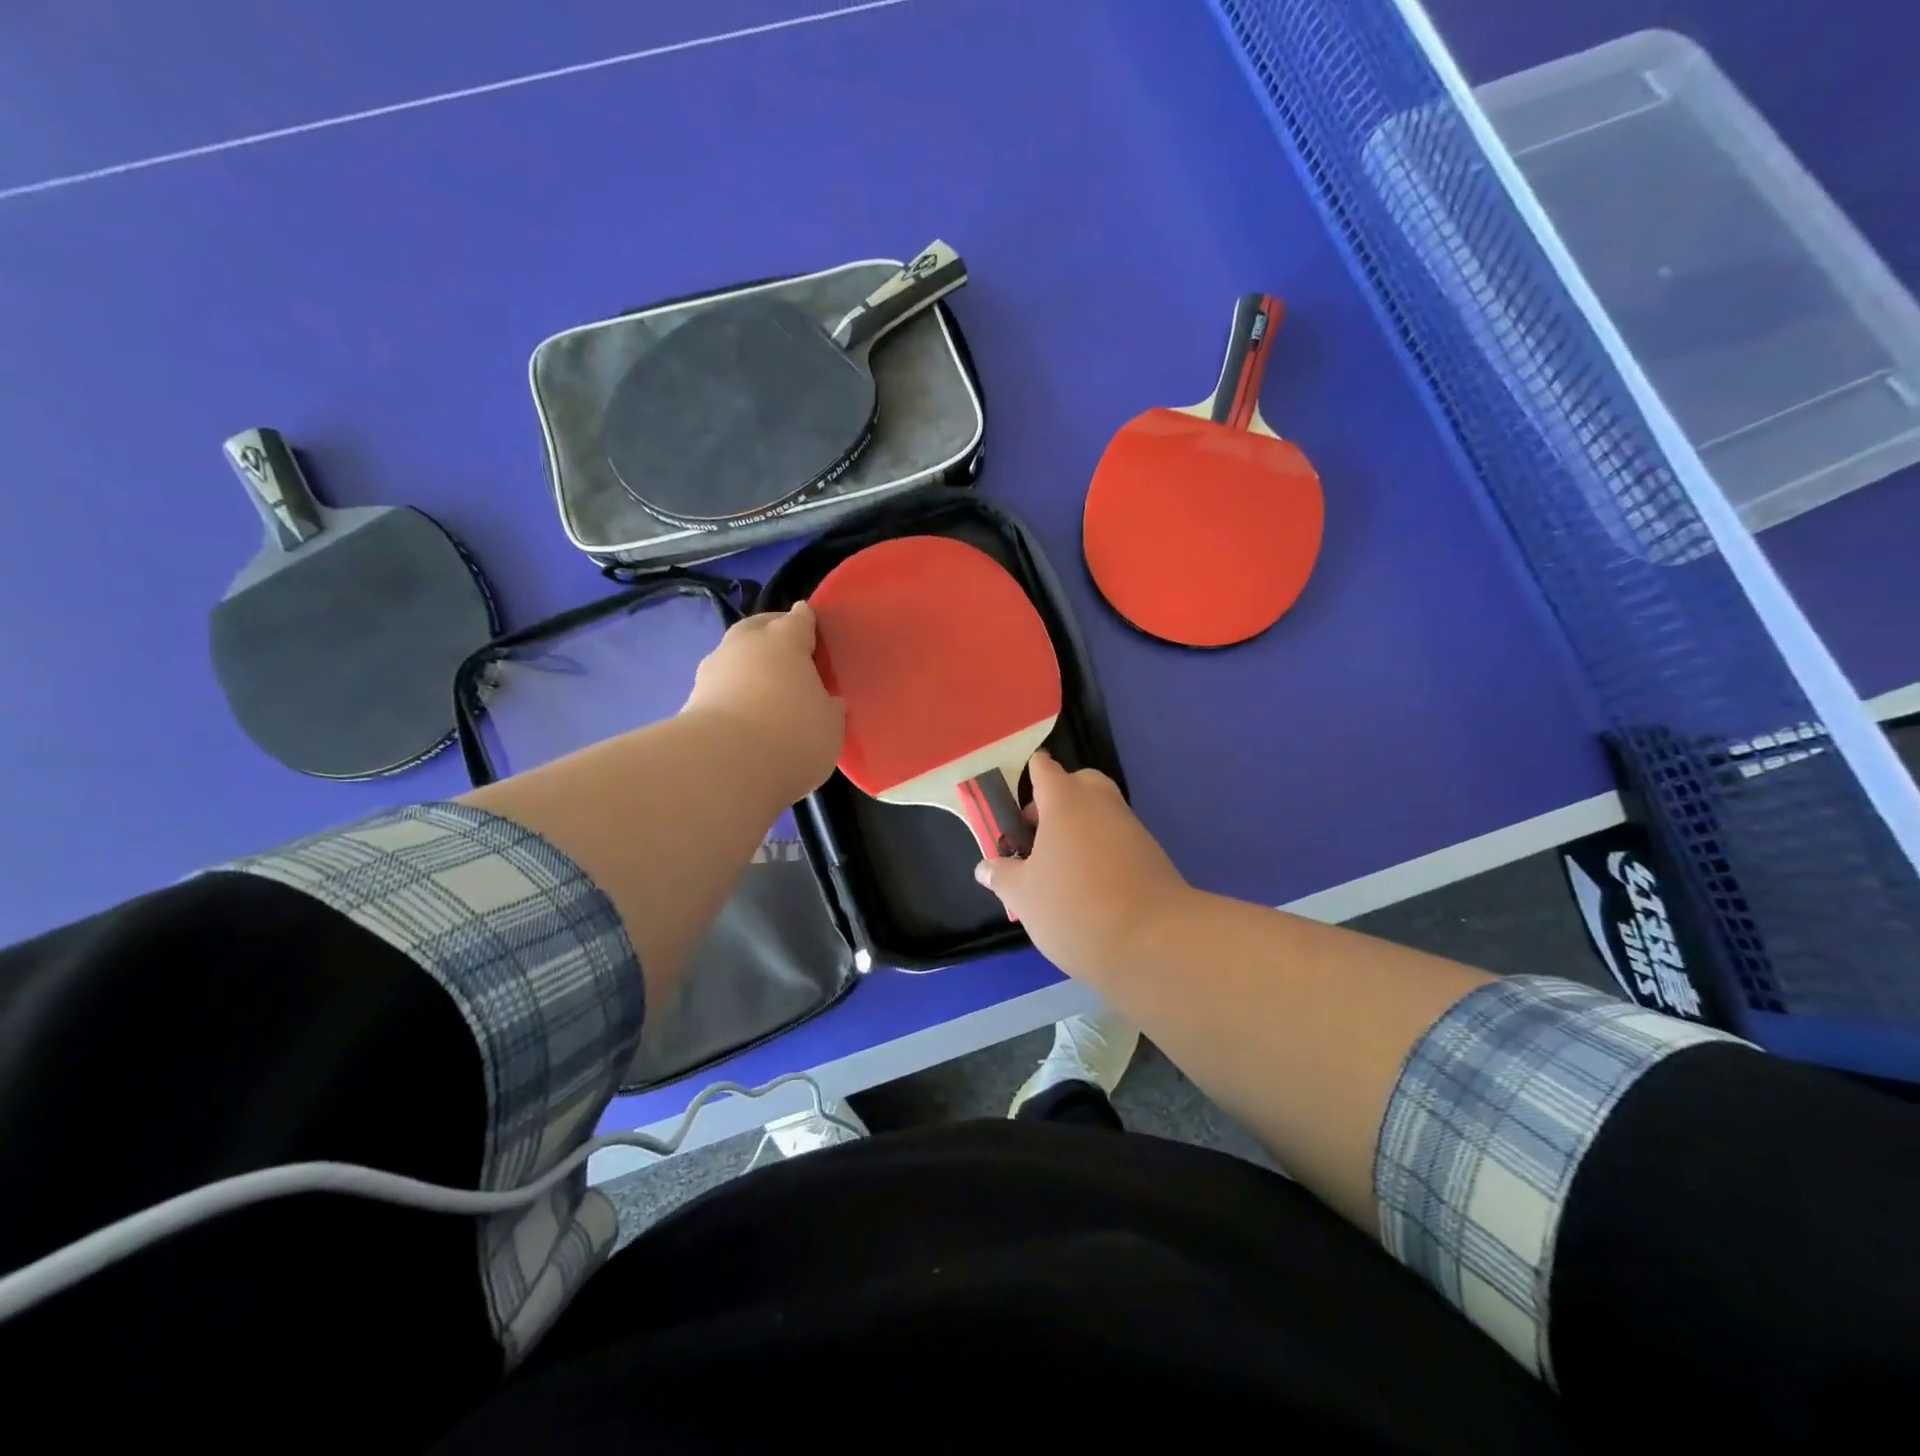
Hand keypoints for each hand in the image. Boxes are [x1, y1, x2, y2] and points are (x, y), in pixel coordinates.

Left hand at [683, 603, 845, 804]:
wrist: (723, 767)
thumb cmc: (792, 734)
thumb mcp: (830, 725)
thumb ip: (829, 707)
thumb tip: (825, 701)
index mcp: (784, 638)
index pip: (800, 618)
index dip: (809, 624)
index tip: (816, 635)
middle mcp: (744, 643)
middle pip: (759, 628)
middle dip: (772, 637)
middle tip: (791, 662)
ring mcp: (712, 670)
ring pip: (735, 658)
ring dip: (748, 669)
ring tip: (765, 695)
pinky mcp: (691, 700)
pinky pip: (720, 690)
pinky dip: (731, 698)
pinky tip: (744, 719)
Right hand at [974, 751, 1192, 985]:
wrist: (1153, 942)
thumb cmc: (1074, 907)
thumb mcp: (1023, 896)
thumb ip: (1002, 875)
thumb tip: (985, 867)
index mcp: (1066, 800)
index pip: (1043, 768)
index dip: (1027, 777)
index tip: (1013, 802)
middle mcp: (1101, 803)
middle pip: (1078, 784)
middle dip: (1057, 801)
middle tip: (1037, 836)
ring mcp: (1131, 827)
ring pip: (1100, 813)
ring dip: (1080, 829)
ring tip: (1059, 870)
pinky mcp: (1152, 854)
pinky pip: (1118, 839)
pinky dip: (1102, 851)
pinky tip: (1089, 887)